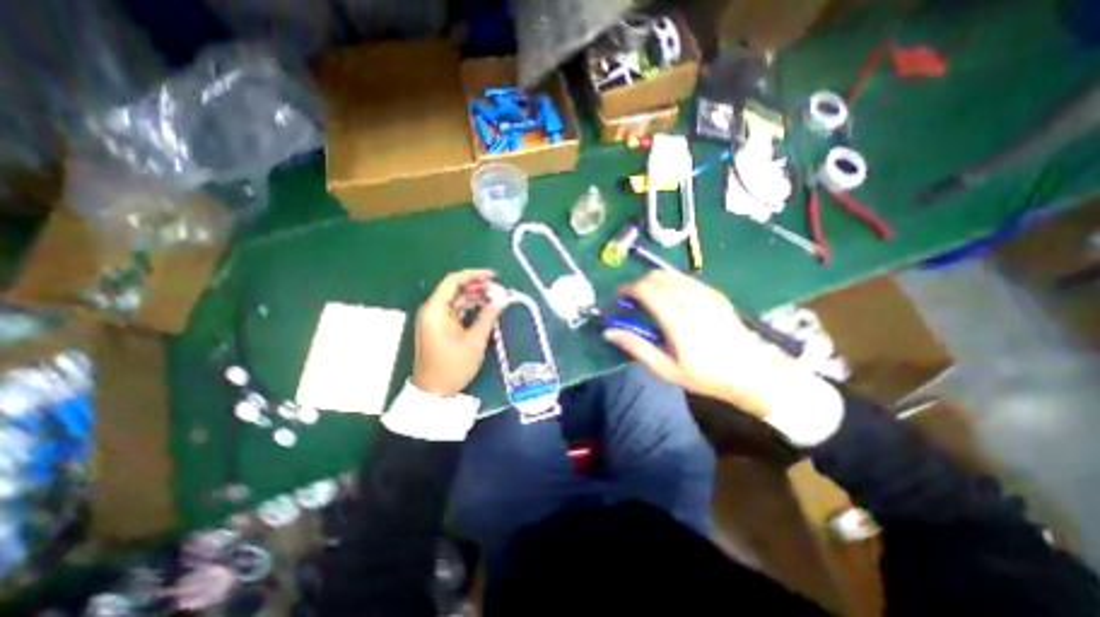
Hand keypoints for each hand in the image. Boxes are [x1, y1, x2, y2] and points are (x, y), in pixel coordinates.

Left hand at [413, 267, 505, 394]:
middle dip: (477, 286)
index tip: (493, 277)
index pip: (453, 281)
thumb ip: (489, 316)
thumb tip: (504, 299)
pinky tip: (484, 308)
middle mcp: (432, 309)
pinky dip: (469, 307)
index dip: (474, 275)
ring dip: (475, 296)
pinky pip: (455, 309)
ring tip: (495, 298)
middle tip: (498, 290)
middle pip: (455, 288)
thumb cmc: (453, 365)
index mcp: (436, 309)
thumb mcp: (475, 340)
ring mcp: (434, 318)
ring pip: (456, 299)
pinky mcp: (438, 326)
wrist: (434, 390)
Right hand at [606, 271, 809, 419]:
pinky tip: (670, 299)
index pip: (647, 290)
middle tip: (632, 300)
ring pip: (670, 275)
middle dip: (638, 283)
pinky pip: (685, 279)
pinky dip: (670, 283)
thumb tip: (608, 332)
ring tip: (648, 299)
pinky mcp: (715, 294)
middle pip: (657, 277)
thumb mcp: (666, 369)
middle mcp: (691, 301)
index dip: (628, 289)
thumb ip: (636, 347)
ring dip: (653, 281)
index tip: (619, 298)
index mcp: (678, 321)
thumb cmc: (706, 376)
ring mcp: (706, 294)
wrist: (752, 372)